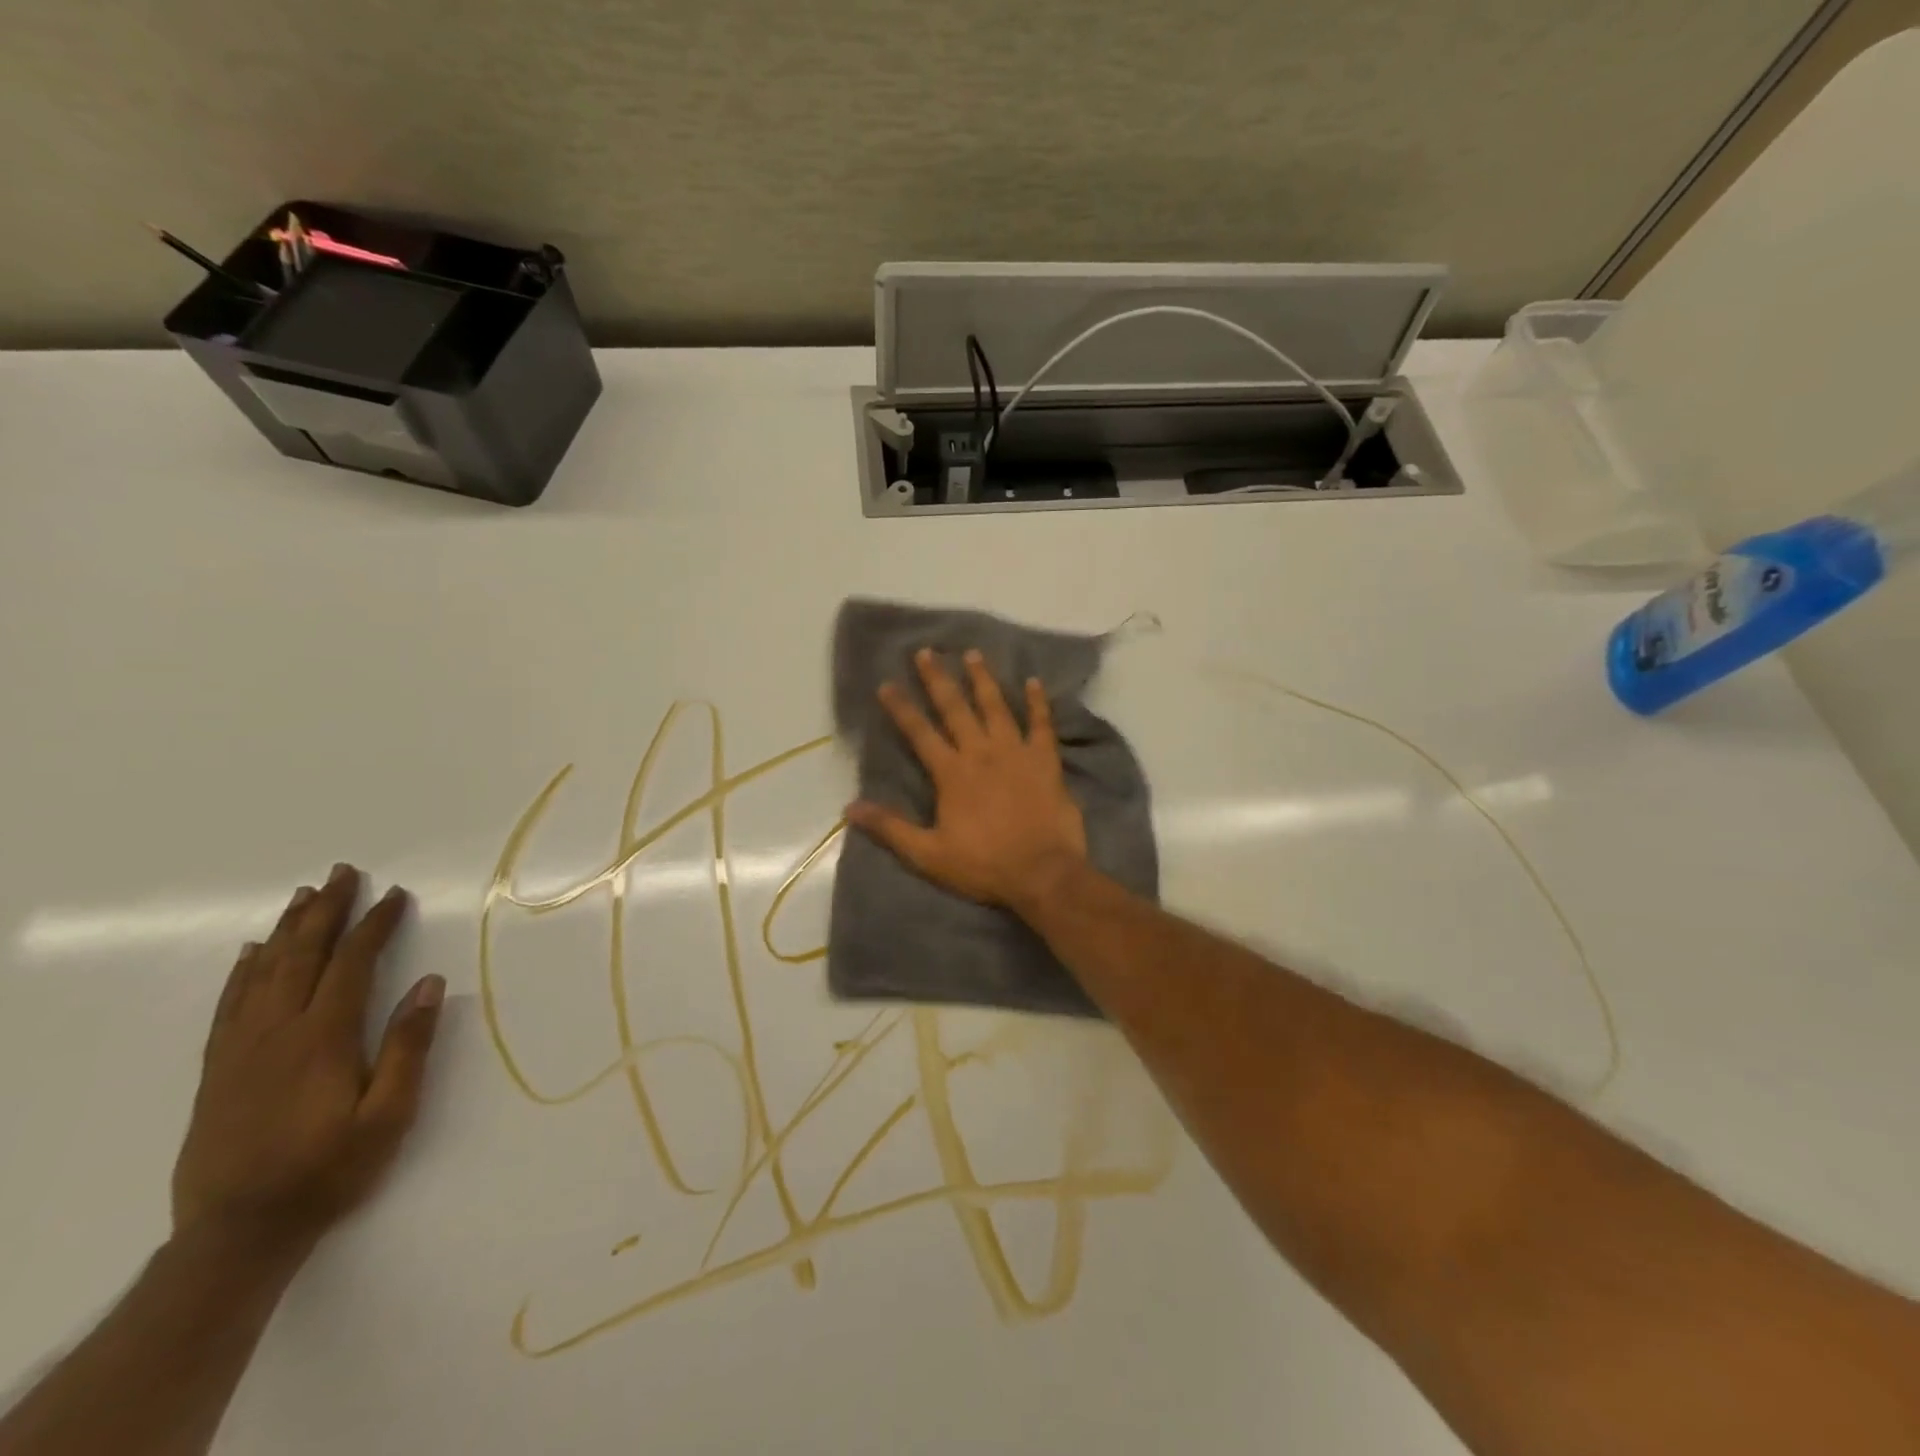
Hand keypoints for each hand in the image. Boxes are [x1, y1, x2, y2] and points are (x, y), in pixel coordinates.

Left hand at [171, 864, 444, 1255]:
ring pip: (262, 973)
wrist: (238, 1233)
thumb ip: (408, 1046)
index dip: (375, 925)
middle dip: (326, 911)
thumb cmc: (329, 1170)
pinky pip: (228, 1006)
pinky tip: (250, 953)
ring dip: (286, 930)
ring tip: (304, 897)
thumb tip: (428, 983)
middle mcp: (276, 1032)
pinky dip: (242, 972)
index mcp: (323, 1038)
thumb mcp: (389, 1114)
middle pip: (301, 956)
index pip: (352, 964)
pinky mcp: (217, 1071)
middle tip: (342, 872)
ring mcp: (240, 1050)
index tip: (395, 895)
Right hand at [848, 647, 1087, 910]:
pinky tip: (1034, 682)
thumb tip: (850, 808)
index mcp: (951, 774)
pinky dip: (1039, 703)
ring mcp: (1016, 753)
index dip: (901, 708)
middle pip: (955, 708)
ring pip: (996, 707)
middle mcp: (981, 753)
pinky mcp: (1046, 761)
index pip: (919, 733)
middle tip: (927, 651)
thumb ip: (890, 828)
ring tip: (973, 654)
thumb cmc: (984, 865)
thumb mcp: (928, 855)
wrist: (1043, 873)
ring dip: (983, 679)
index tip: (887, 683)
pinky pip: (1042, 724)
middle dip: (938, 679)